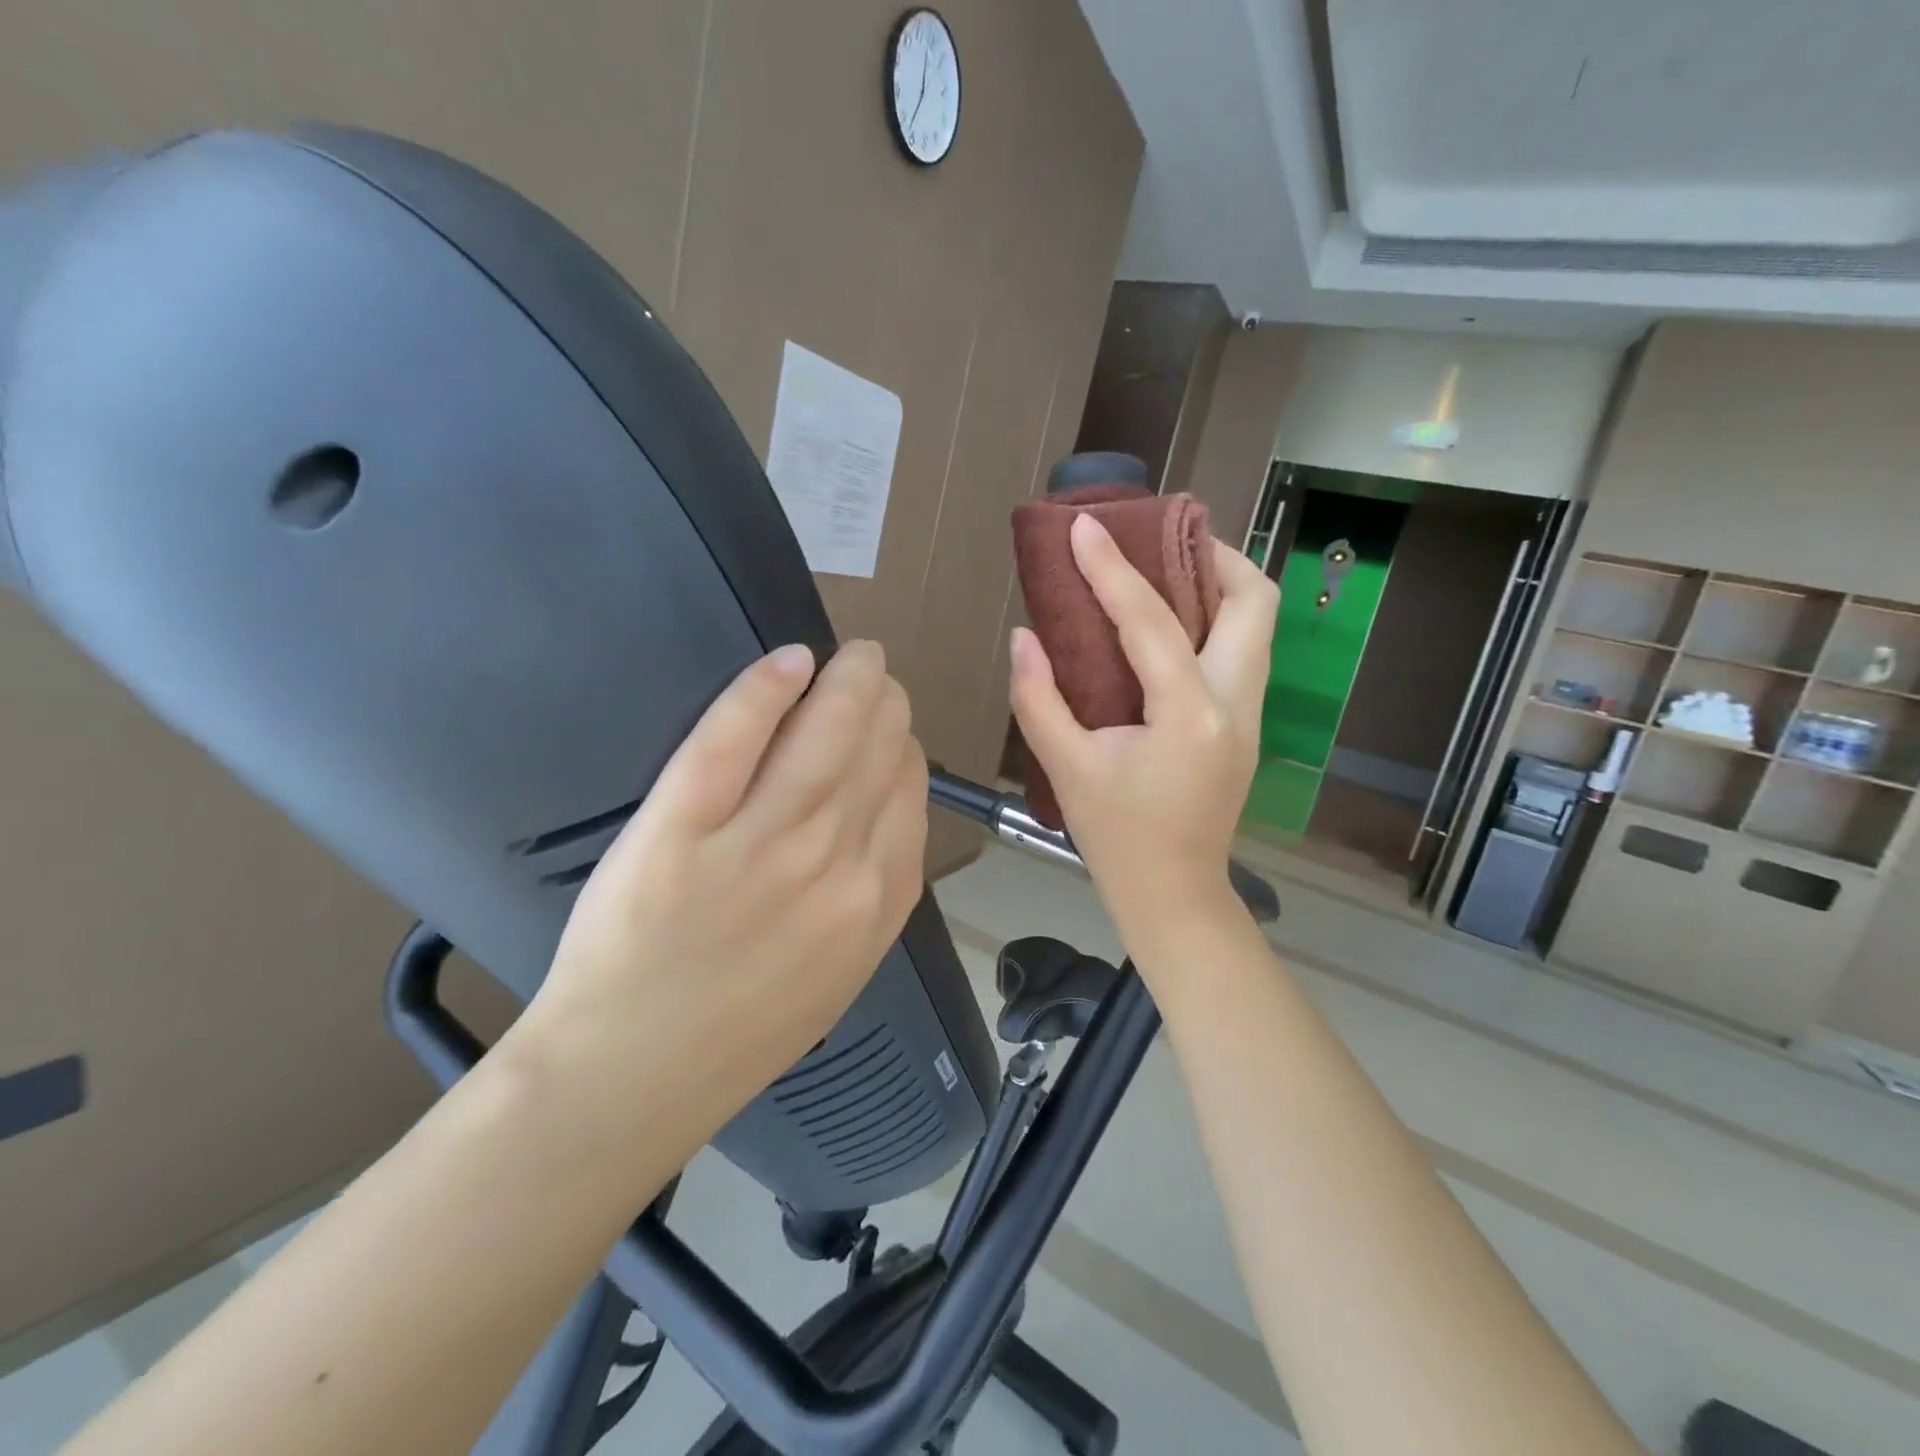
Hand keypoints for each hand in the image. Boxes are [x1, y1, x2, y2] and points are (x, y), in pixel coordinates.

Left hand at [509, 640, 928, 1163]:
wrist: (631, 1078)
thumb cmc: (741, 1030)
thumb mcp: (843, 971)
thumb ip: (875, 893)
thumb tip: (885, 812)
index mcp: (877, 900)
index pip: (911, 790)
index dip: (904, 746)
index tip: (891, 729)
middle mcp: (834, 864)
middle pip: (878, 752)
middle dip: (885, 701)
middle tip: (873, 673)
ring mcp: (758, 845)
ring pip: (823, 735)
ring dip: (848, 679)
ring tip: (854, 655)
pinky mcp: (680, 831)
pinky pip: (733, 744)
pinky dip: (764, 692)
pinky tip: (790, 662)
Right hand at [1009, 515, 1276, 946]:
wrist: (1173, 893)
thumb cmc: (1116, 836)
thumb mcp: (1066, 768)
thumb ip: (1038, 697)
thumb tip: (1023, 636)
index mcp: (1190, 716)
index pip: (1151, 621)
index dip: (1112, 569)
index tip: (1085, 528)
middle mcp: (1236, 704)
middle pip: (1253, 600)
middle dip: (1210, 556)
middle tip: (1155, 544)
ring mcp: (1251, 715)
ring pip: (1257, 624)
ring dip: (1217, 585)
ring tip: (1163, 573)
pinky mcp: (1246, 725)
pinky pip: (1242, 651)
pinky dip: (1213, 620)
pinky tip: (1168, 628)